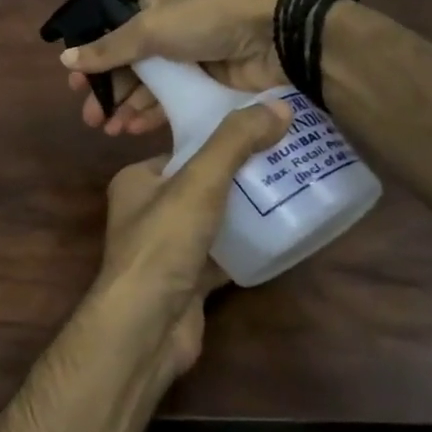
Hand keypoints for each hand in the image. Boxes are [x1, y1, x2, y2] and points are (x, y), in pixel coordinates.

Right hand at [60, 0, 287, 135]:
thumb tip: (64, 59)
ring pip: (150, 89)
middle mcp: (169, 35)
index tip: (76, 89)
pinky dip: (152, 116)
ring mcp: (191, 63)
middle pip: (129, 68)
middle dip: (109, 93)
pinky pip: (173, 104)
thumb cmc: (205, 23)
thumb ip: (107, 49)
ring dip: (128, 108)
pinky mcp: (210, 87)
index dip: (94, 63)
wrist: (275, 36)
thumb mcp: (150, 30)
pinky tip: (136, 130)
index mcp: (153, 11)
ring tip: (111, 131)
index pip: (114, 39)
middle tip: (91, 120)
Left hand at [96, 101, 292, 376]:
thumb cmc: (163, 242)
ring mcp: (167, 248)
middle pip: (202, 184)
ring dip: (247, 211)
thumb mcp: (198, 182)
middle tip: (289, 162)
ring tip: (293, 193)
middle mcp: (147, 210)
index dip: (221, 140)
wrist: (146, 325)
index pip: (182, 149)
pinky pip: (222, 255)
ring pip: (214, 220)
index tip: (265, 132)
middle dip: (241, 175)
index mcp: (137, 179)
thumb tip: (279, 105)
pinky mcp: (187, 280)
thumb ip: (234, 143)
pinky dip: (247, 248)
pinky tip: (282, 238)